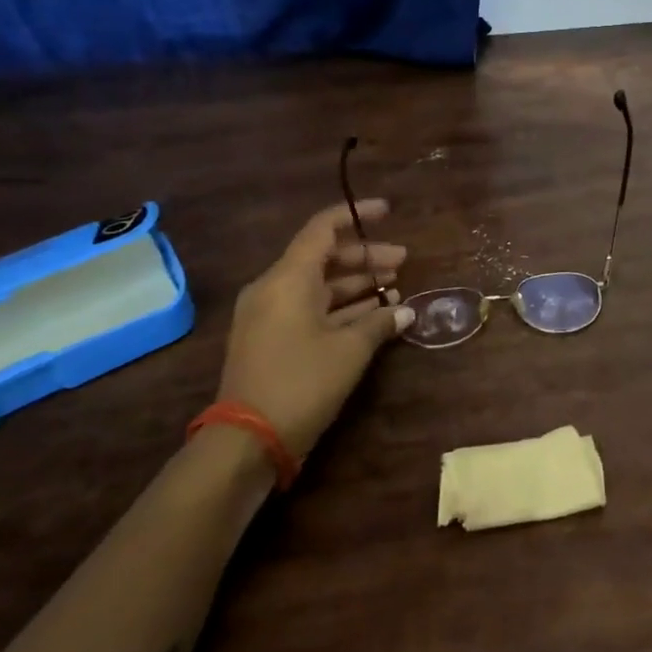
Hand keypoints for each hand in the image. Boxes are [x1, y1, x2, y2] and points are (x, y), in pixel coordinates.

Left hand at [215, 200, 415, 462]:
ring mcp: (269, 315)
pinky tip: (373, 316)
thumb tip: (405, 311)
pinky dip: (340, 308)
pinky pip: (310, 309)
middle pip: (324, 258)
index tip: (387, 211)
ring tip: (395, 290)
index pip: (322, 229)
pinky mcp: (270, 339)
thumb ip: (380, 322)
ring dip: (357, 285)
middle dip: (366, 258)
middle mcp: (273, 288)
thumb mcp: (350, 350)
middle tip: (403, 261)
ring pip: (318, 286)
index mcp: (288, 279)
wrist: (247, 441)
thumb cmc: (302, 382)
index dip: (356, 216)